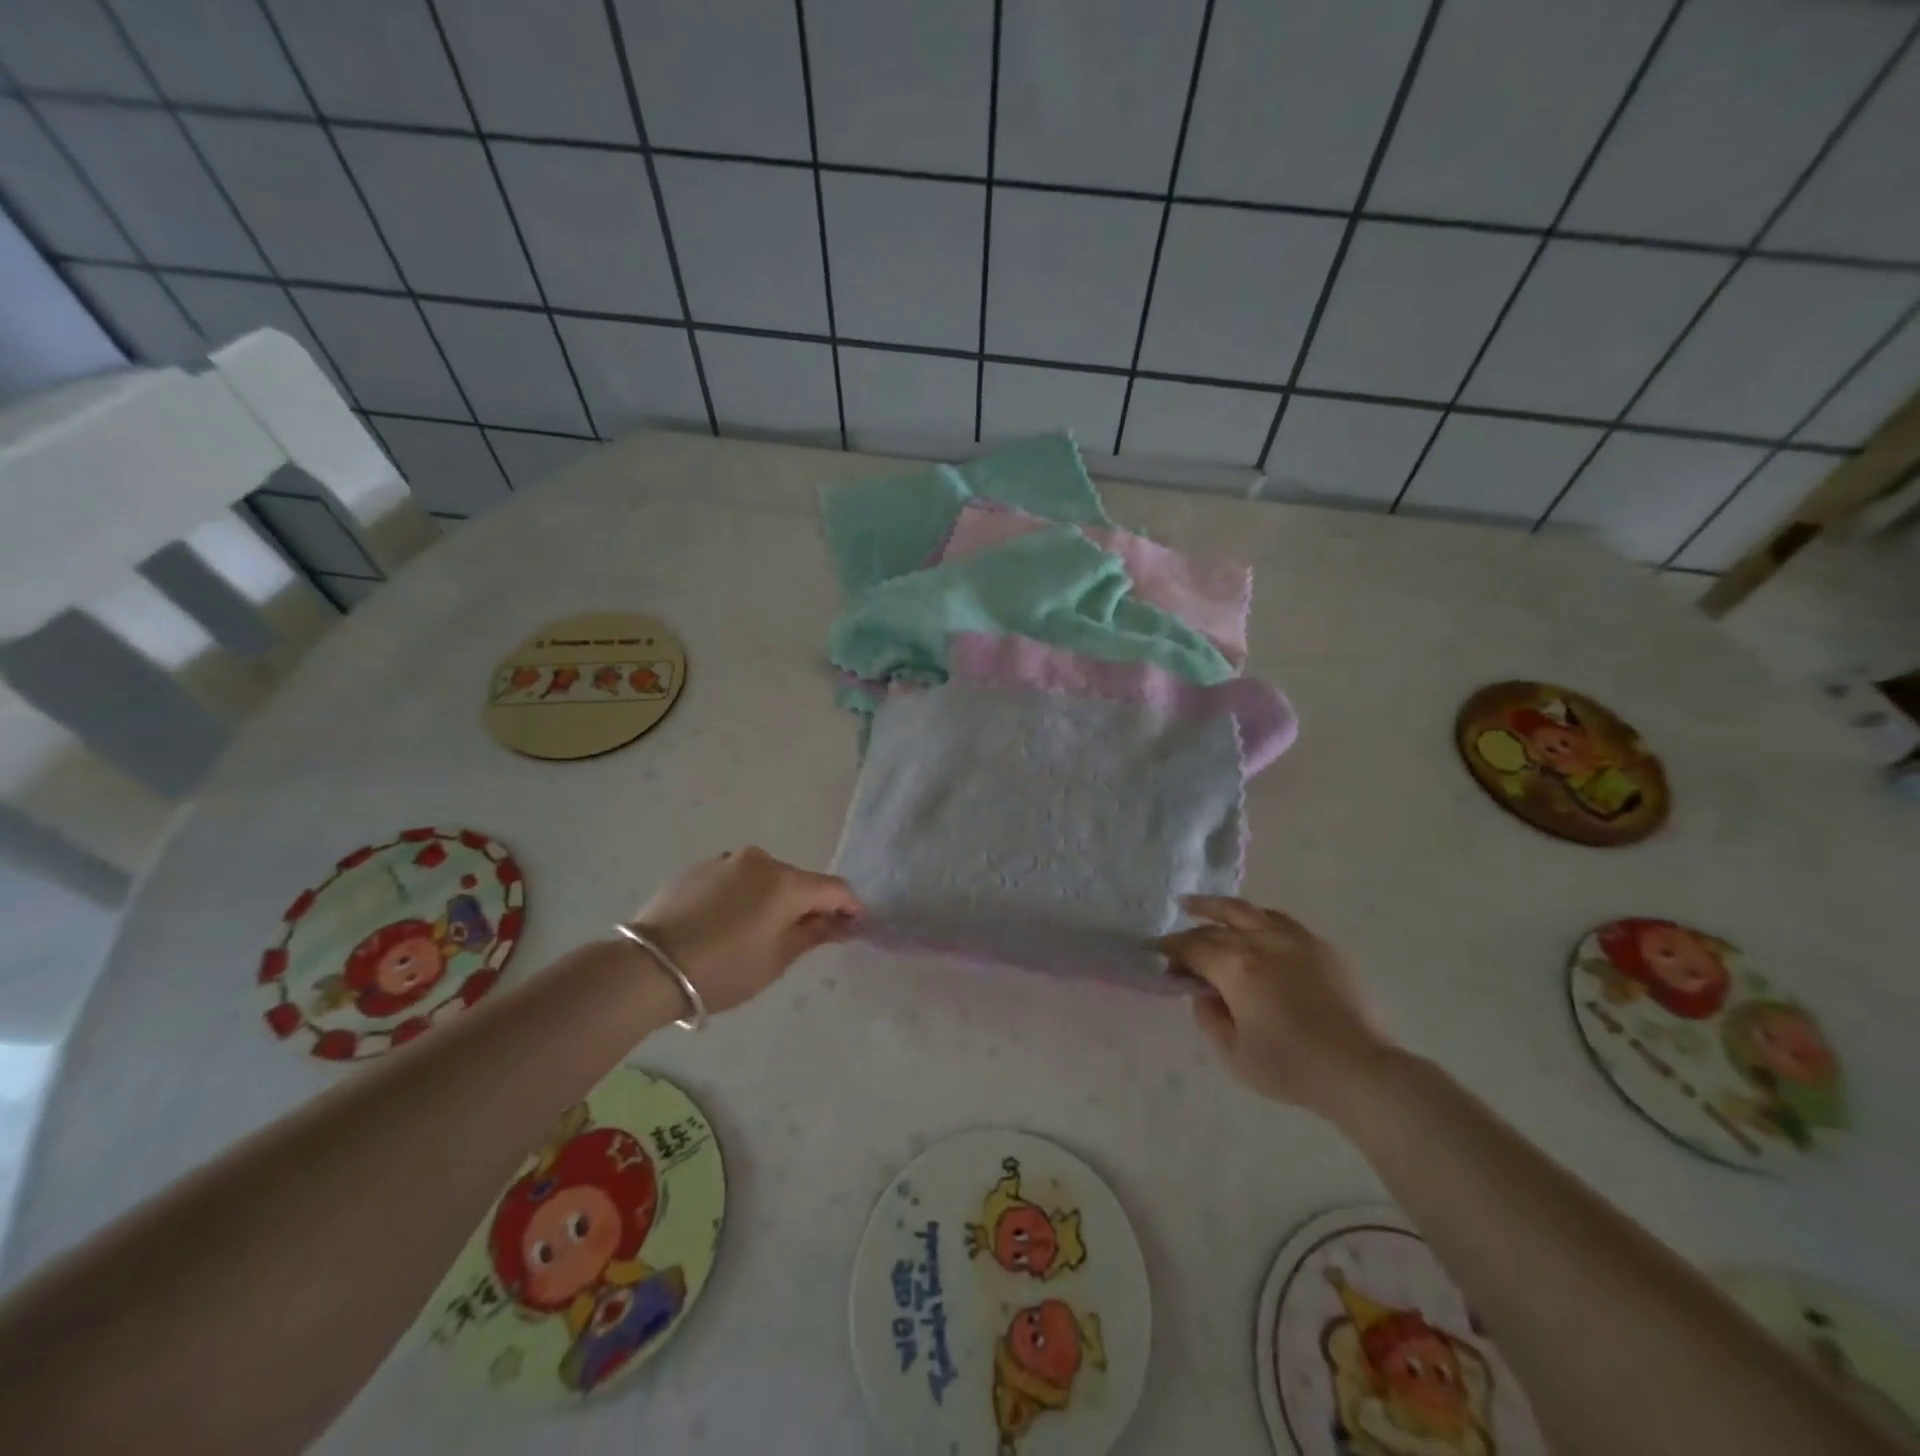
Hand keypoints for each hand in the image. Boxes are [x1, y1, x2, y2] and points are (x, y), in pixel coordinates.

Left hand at [630, 848, 862, 1013]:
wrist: (648, 967)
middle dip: (807, 905)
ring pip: (764, 878)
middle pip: (798, 881)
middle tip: (803, 937)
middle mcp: (761, 861)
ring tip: (756, 932)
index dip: (849, 907)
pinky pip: (735, 879)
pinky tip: (725, 924)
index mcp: (786, 883)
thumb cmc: (723, 969)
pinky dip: (742, 896)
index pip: (834, 889)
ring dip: (771, 898)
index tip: (855, 926)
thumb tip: (841, 924)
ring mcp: (726, 860)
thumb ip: (813, 935)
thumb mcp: (776, 960)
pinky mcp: (698, 867)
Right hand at [1156, 896, 1394, 1114]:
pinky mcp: (1319, 946)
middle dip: (1191, 925)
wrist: (1360, 1070)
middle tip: (1177, 927)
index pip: (1191, 947)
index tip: (1154, 952)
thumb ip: (1209, 1018)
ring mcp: (1293, 939)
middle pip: (1216, 924)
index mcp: (1235, 966)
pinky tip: (1252, 922)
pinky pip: (1279, 920)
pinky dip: (1256, 917)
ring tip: (1200, 904)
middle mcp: (1260, 941)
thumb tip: (1203, 992)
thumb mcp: (1234, 1055)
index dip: (1169, 948)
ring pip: (1247, 910)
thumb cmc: (1291, 1067)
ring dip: (1219, 907)